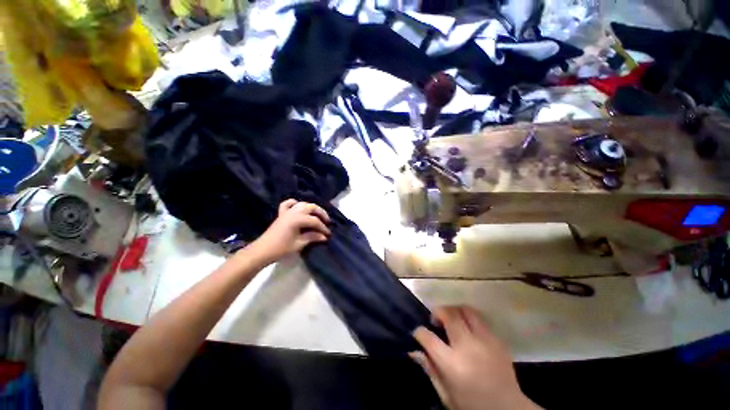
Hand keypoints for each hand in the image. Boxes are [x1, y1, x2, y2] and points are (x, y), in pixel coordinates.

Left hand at [250, 199, 330, 263]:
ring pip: (302, 204)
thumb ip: (313, 237)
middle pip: (311, 207)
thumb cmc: (281, 248)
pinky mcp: (281, 214)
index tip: (328, 234)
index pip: (315, 221)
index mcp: (298, 219)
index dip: (323, 227)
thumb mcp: (299, 244)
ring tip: (317, 215)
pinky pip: (288, 204)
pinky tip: (299, 207)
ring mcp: (287, 211)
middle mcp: (293, 212)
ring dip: (311, 208)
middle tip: (327, 221)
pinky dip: (295, 203)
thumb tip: (324, 236)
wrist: (262, 251)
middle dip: (321, 213)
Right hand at [410, 306, 538, 409]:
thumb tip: (413, 351)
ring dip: (454, 311)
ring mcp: (485, 341)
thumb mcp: (446, 394)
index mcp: (452, 364)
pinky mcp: (497, 340)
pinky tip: (468, 330)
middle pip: (448, 315)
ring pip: (465, 310)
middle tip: (435, 320)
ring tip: (452, 320)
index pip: (428, 337)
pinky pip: (480, 320)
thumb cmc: (472, 406)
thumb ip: (430, 370)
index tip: (419, 333)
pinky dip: (469, 319)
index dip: (419, 332)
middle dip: (437, 312)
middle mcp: (467, 347)